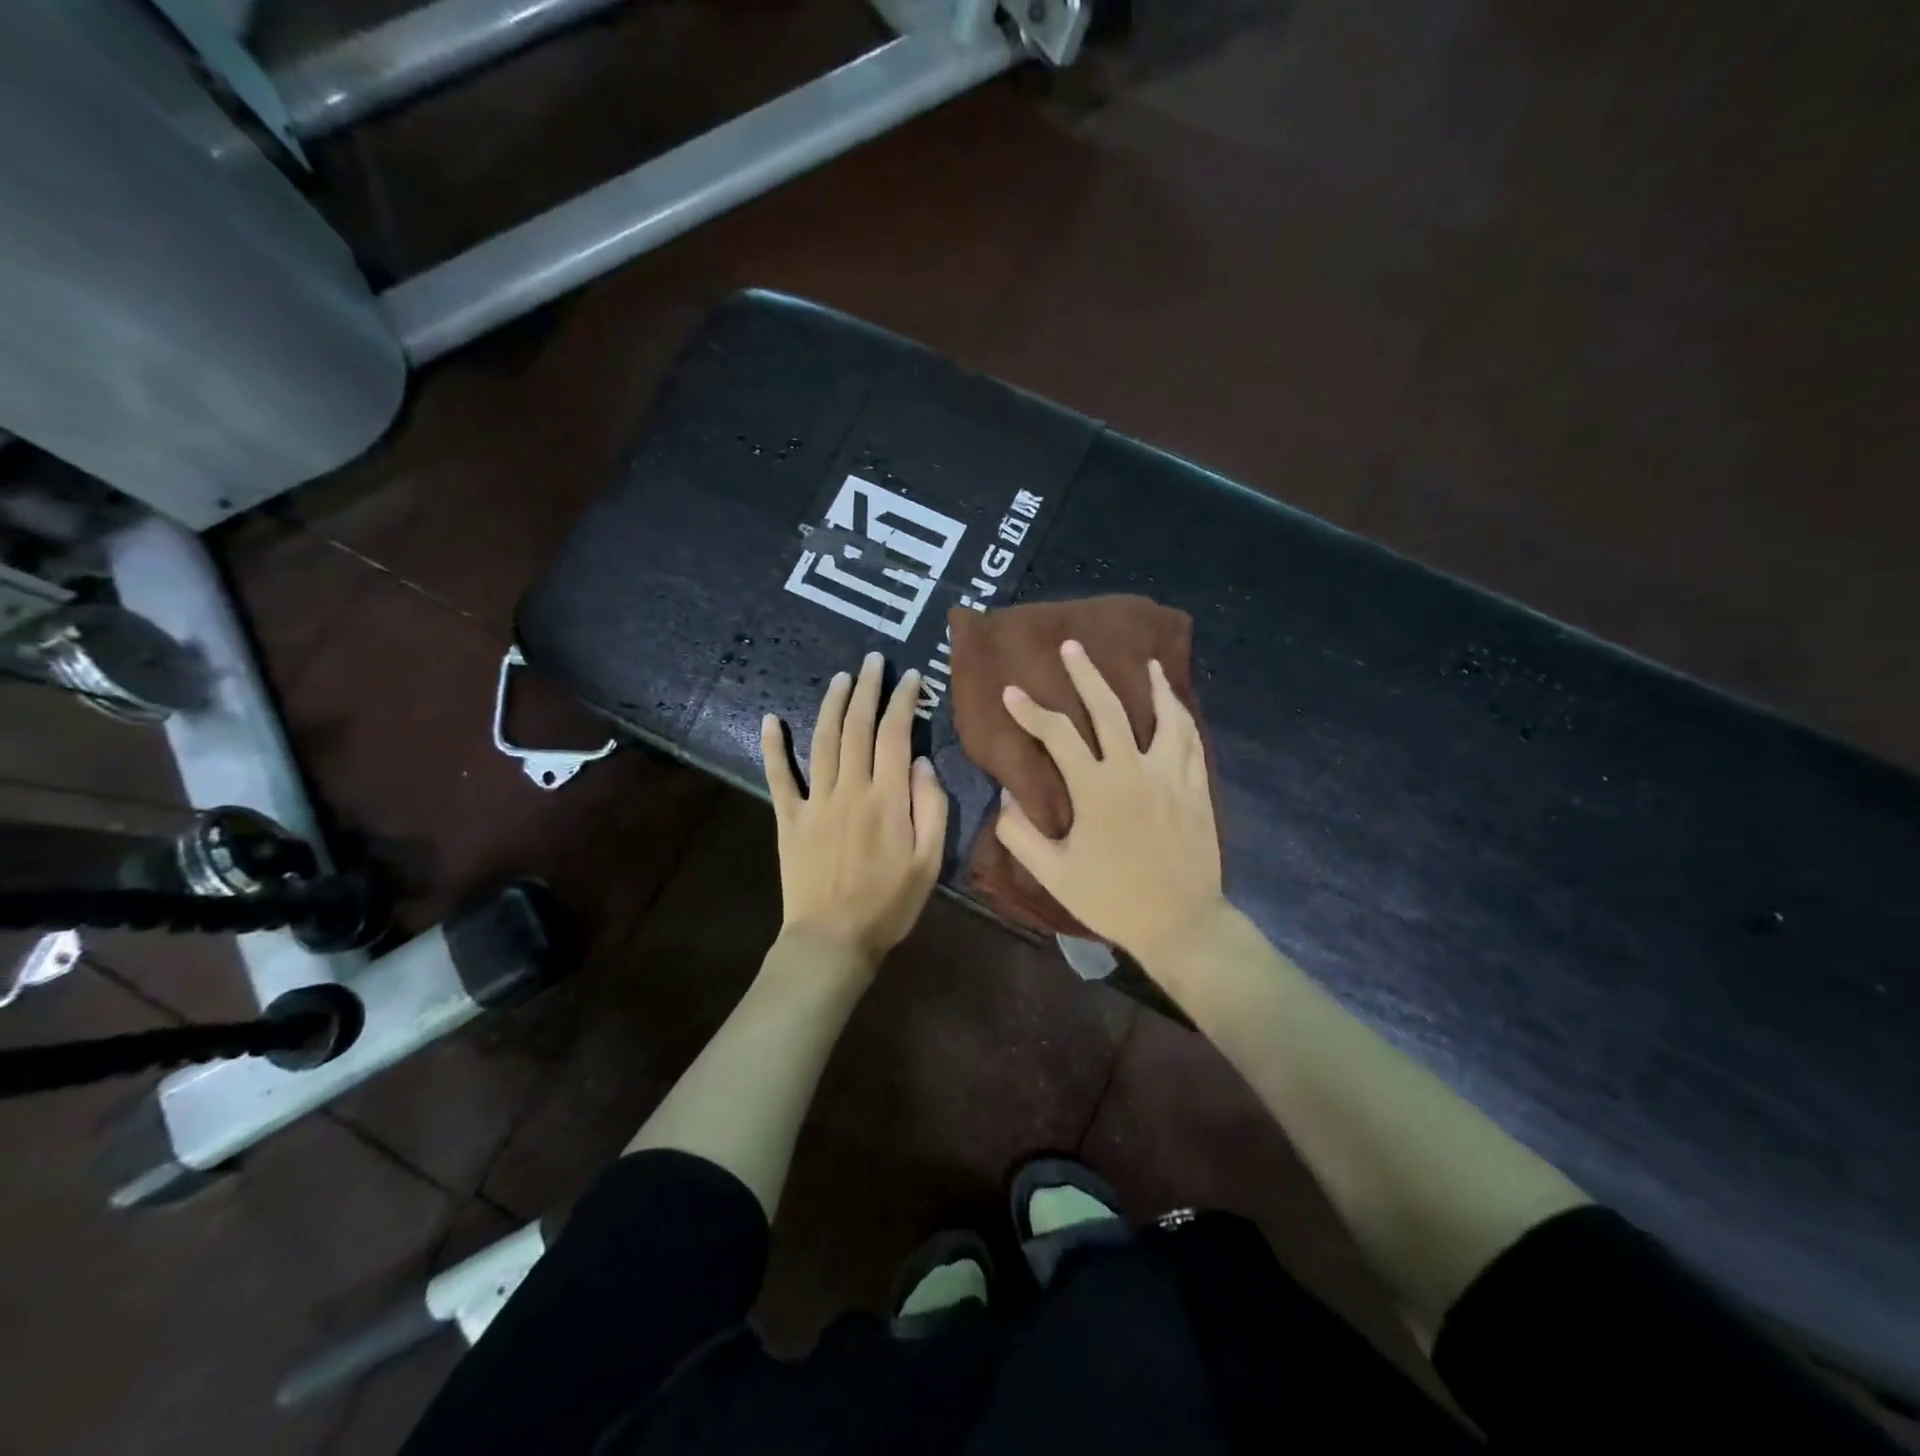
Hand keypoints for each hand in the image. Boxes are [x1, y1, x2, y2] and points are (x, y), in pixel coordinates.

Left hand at [761, 651, 948, 967]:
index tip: (911, 677)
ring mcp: (815, 801)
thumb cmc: (889, 904)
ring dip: (832, 705)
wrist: (833, 940)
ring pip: (823, 740)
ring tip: (841, 678)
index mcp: (887, 798)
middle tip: (873, 660)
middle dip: (867, 689)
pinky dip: (773, 746)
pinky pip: (778, 776)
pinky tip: (769, 719)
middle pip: (858, 727)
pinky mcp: (789, 818)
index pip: (896, 734)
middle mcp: (849, 788)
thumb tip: (919, 761)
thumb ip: (931, 806)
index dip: (903, 700)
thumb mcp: (930, 861)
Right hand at [994, 640, 1225, 962]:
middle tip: (1073, 646)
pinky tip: (1176, 705)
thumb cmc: (1112, 899)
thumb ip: (1021, 833)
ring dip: (1152, 685)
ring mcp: (1171, 775)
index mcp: (1096, 789)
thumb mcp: (1054, 874)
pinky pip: (1191, 740)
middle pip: (1109, 709)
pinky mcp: (1195, 787)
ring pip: (1163, 716)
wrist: (1180, 923)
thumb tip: (1007, 795)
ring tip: (1146, 662)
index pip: (1057, 735)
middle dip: (1086, 675)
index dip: (1030, 711)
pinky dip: (1182, 716)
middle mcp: (1134, 770)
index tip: (1011, 691)